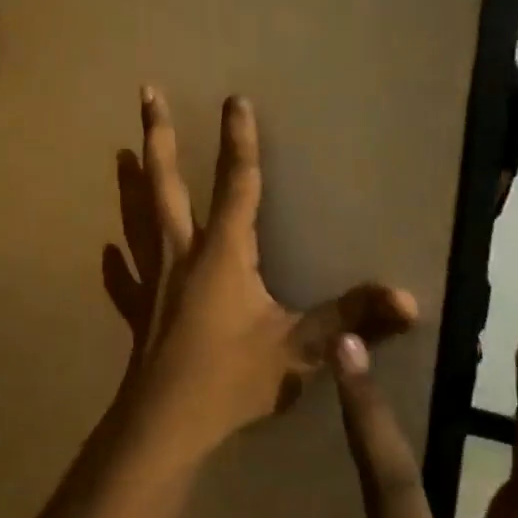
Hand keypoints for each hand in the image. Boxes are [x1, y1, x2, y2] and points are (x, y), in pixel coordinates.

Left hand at [102, 87, 415, 468]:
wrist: (167, 423)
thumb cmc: (232, 380)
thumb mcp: (299, 350)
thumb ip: (350, 320)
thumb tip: (406, 298)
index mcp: (223, 252)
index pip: (236, 184)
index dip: (239, 141)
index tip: (234, 99)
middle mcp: (182, 253)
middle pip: (167, 184)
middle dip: (160, 137)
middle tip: (147, 94)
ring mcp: (155, 279)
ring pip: (138, 219)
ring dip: (130, 184)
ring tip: (120, 153)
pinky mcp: (140, 310)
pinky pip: (126, 279)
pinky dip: (119, 263)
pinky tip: (110, 252)